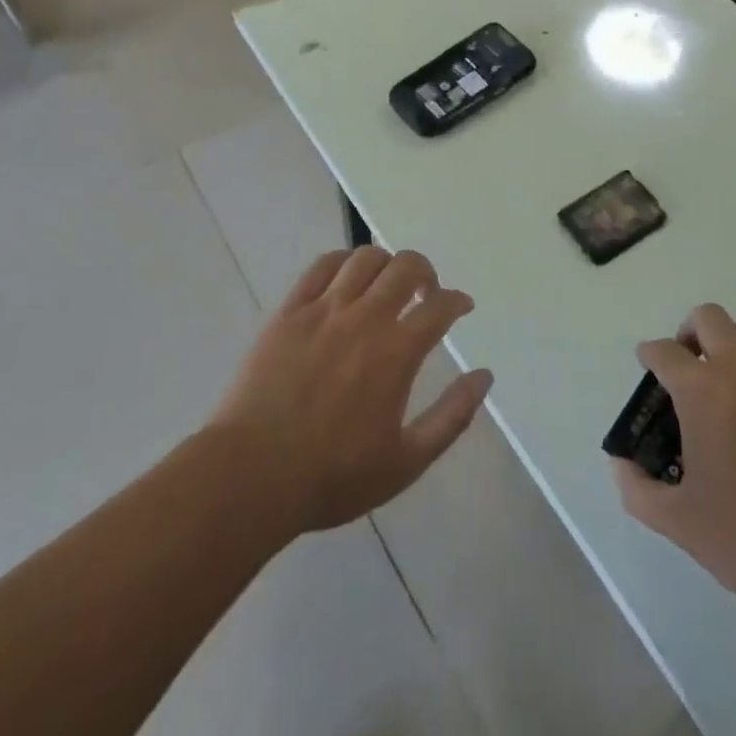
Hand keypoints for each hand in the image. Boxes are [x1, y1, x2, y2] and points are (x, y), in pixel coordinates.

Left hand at [211, 246, 492, 535]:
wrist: (251, 476)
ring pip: (365, 258)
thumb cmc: (332, 476)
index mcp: (396, 352)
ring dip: (386, 263)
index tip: (461, 307)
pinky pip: (321, 266)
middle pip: (406, 266)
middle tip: (425, 293)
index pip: (440, 306)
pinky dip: (343, 262)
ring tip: (386, 284)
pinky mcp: (289, 311)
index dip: (457, 301)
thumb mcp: (406, 462)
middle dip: (425, 272)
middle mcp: (365, 318)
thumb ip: (452, 417)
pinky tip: (346, 278)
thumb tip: (484, 376)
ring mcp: (324, 309)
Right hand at [610, 305, 735, 633]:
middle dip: (688, 332)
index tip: (647, 371)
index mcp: (703, 393)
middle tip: (683, 369)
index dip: (649, 356)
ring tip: (717, 385)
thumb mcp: (679, 524)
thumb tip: (621, 464)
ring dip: (725, 343)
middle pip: (709, 318)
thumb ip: (637, 489)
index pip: (665, 351)